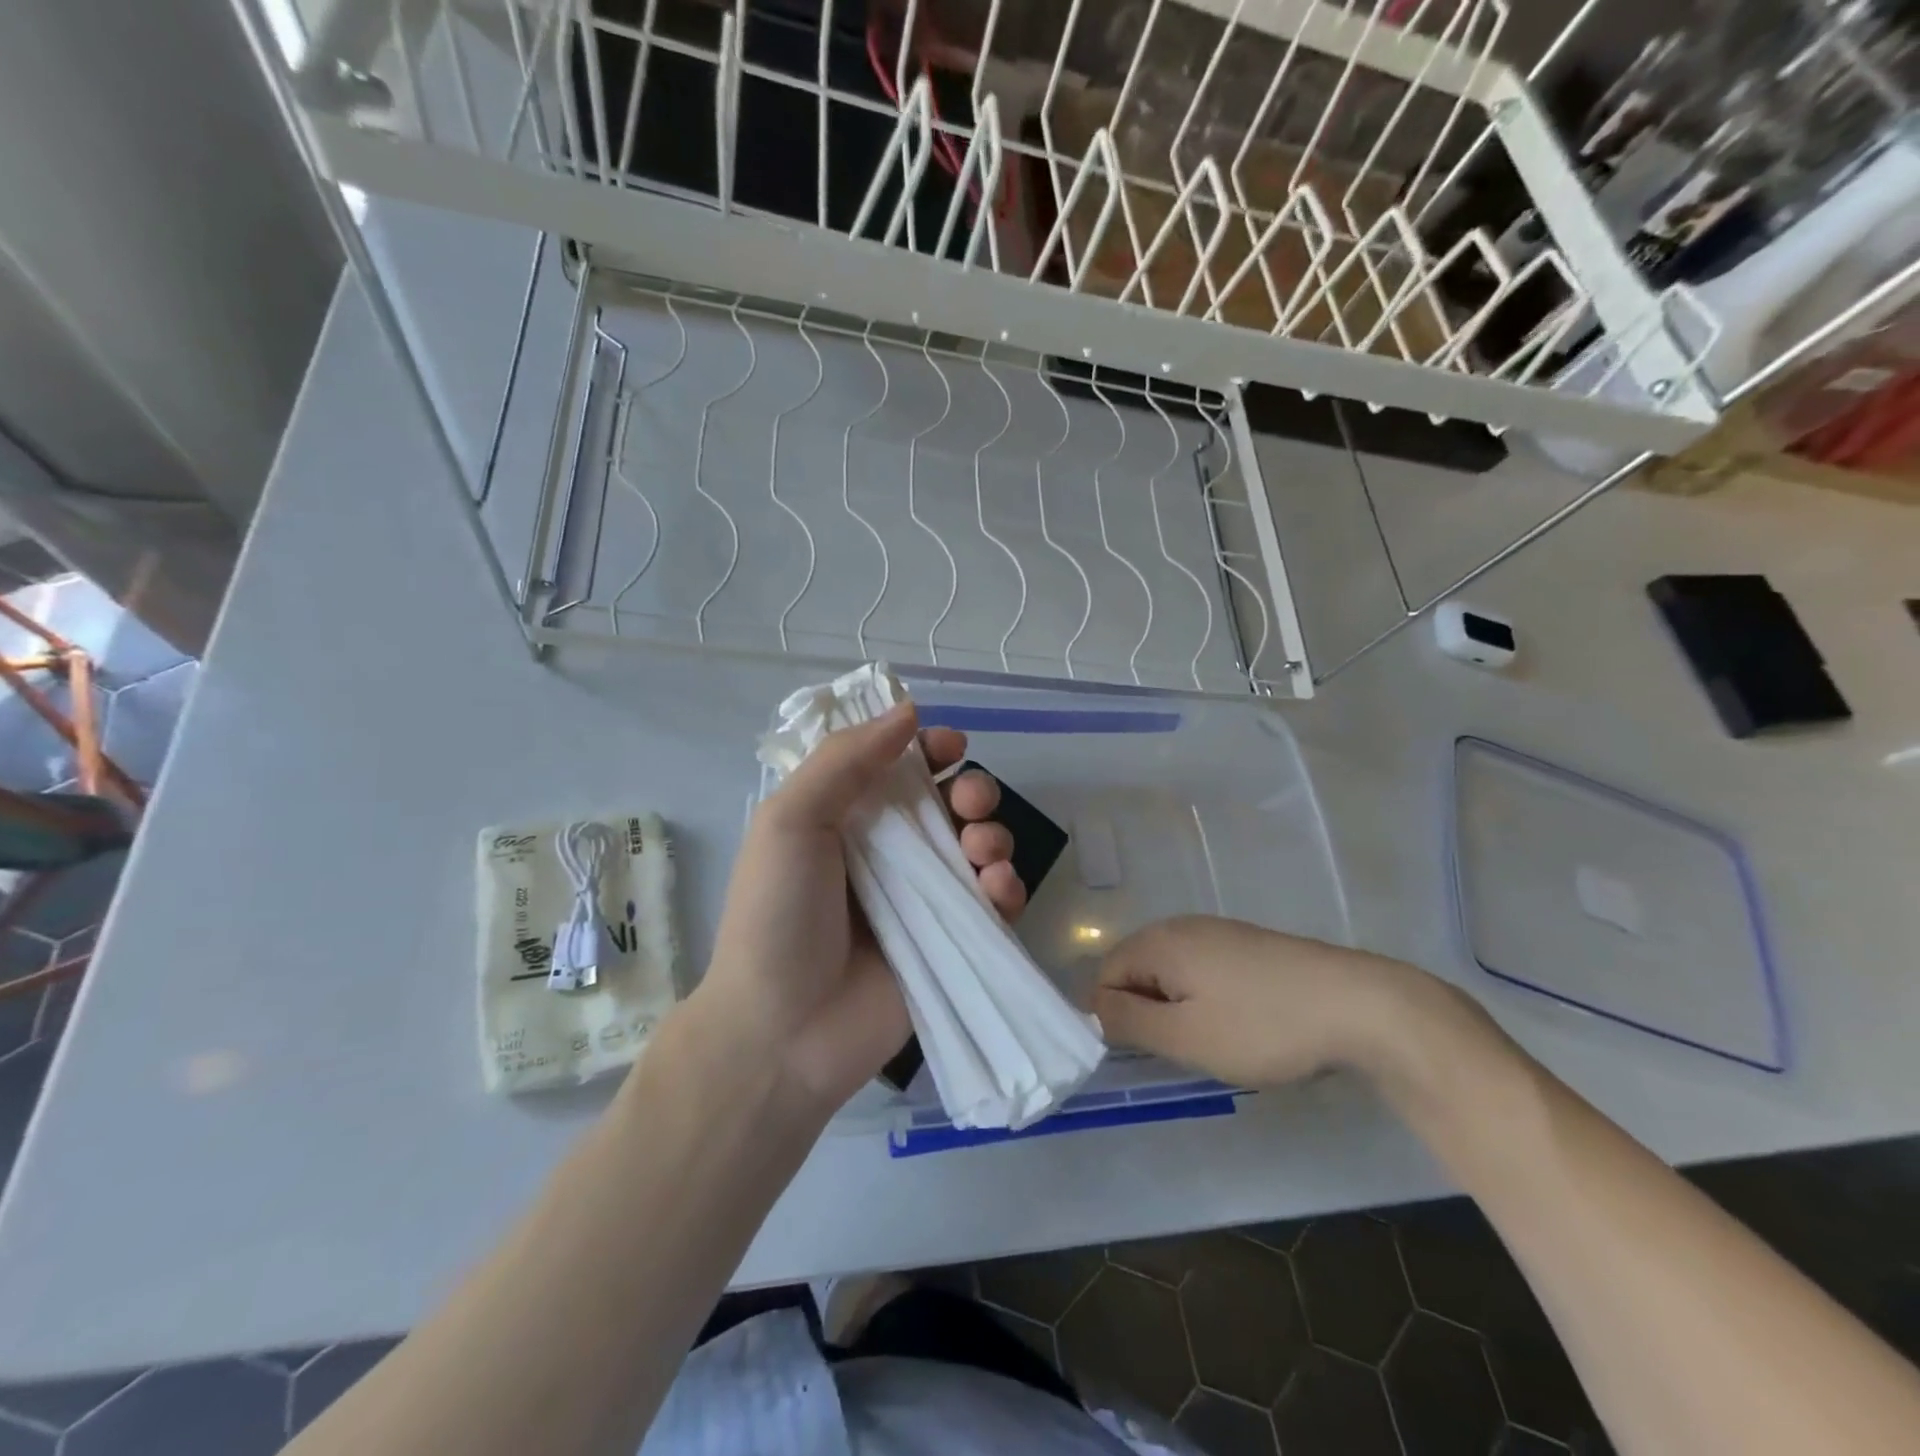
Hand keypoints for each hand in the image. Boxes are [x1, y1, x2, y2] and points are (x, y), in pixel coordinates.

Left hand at [696, 702, 1025, 1113]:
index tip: (948, 747)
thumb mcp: (791, 820)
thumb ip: (844, 759)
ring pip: (981, 847)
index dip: (930, 749)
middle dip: (973, 790)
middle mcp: (891, 852)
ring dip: (995, 835)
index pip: (901, 767)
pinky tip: (996, 891)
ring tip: (982, 852)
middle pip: (951, 804)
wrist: (783, 1030)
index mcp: (849, 817)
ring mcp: (925, 898)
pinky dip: (1006, 888)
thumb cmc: (778, 915)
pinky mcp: (953, 941)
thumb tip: (908, 710)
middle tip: (968, 802)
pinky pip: (995, 903)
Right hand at [1094, 915, 1424, 1088]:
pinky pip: (1202, 969)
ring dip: (1177, 1008)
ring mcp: (1217, 931)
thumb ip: (1128, 1023)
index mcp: (1158, 942)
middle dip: (1146, 1012)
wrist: (1360, 1005)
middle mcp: (1181, 926)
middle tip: (1181, 1050)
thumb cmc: (1263, 1026)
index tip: (1147, 1053)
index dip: (1114, 1017)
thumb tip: (1094, 1008)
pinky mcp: (1247, 944)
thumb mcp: (1185, 1037)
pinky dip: (1205, 998)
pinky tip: (1239, 1023)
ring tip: (1213, 1041)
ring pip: (1171, 972)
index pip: (1105, 976)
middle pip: (1136, 970)